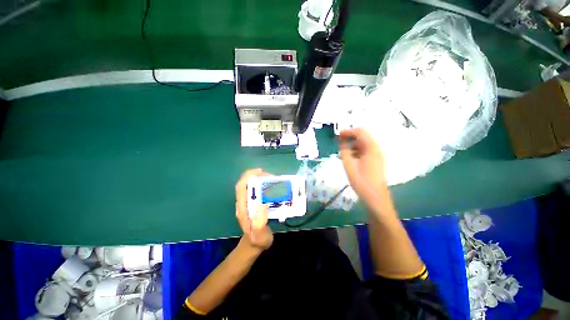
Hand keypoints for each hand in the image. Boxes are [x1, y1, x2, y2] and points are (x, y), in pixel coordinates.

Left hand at [235, 169, 273, 250]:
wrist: (255, 244)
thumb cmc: (258, 240)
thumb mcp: (260, 235)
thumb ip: (259, 224)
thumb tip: (261, 204)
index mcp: (243, 207)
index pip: (241, 187)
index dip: (249, 177)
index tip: (262, 173)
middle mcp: (244, 202)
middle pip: (246, 182)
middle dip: (258, 176)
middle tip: (273, 177)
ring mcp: (249, 201)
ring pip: (252, 184)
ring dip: (262, 179)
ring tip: (275, 180)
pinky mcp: (254, 202)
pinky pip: (258, 189)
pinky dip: (265, 184)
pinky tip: (274, 186)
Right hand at [339, 129, 393, 216]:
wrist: (376, 198)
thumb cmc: (361, 181)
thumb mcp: (349, 165)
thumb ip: (344, 151)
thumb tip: (342, 142)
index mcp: (371, 148)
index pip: (360, 132)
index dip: (348, 132)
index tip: (338, 136)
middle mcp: (377, 150)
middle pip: (363, 138)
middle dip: (350, 139)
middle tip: (339, 145)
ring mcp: (378, 156)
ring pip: (364, 146)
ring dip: (353, 147)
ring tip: (343, 155)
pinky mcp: (376, 162)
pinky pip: (365, 152)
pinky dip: (357, 153)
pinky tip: (350, 160)